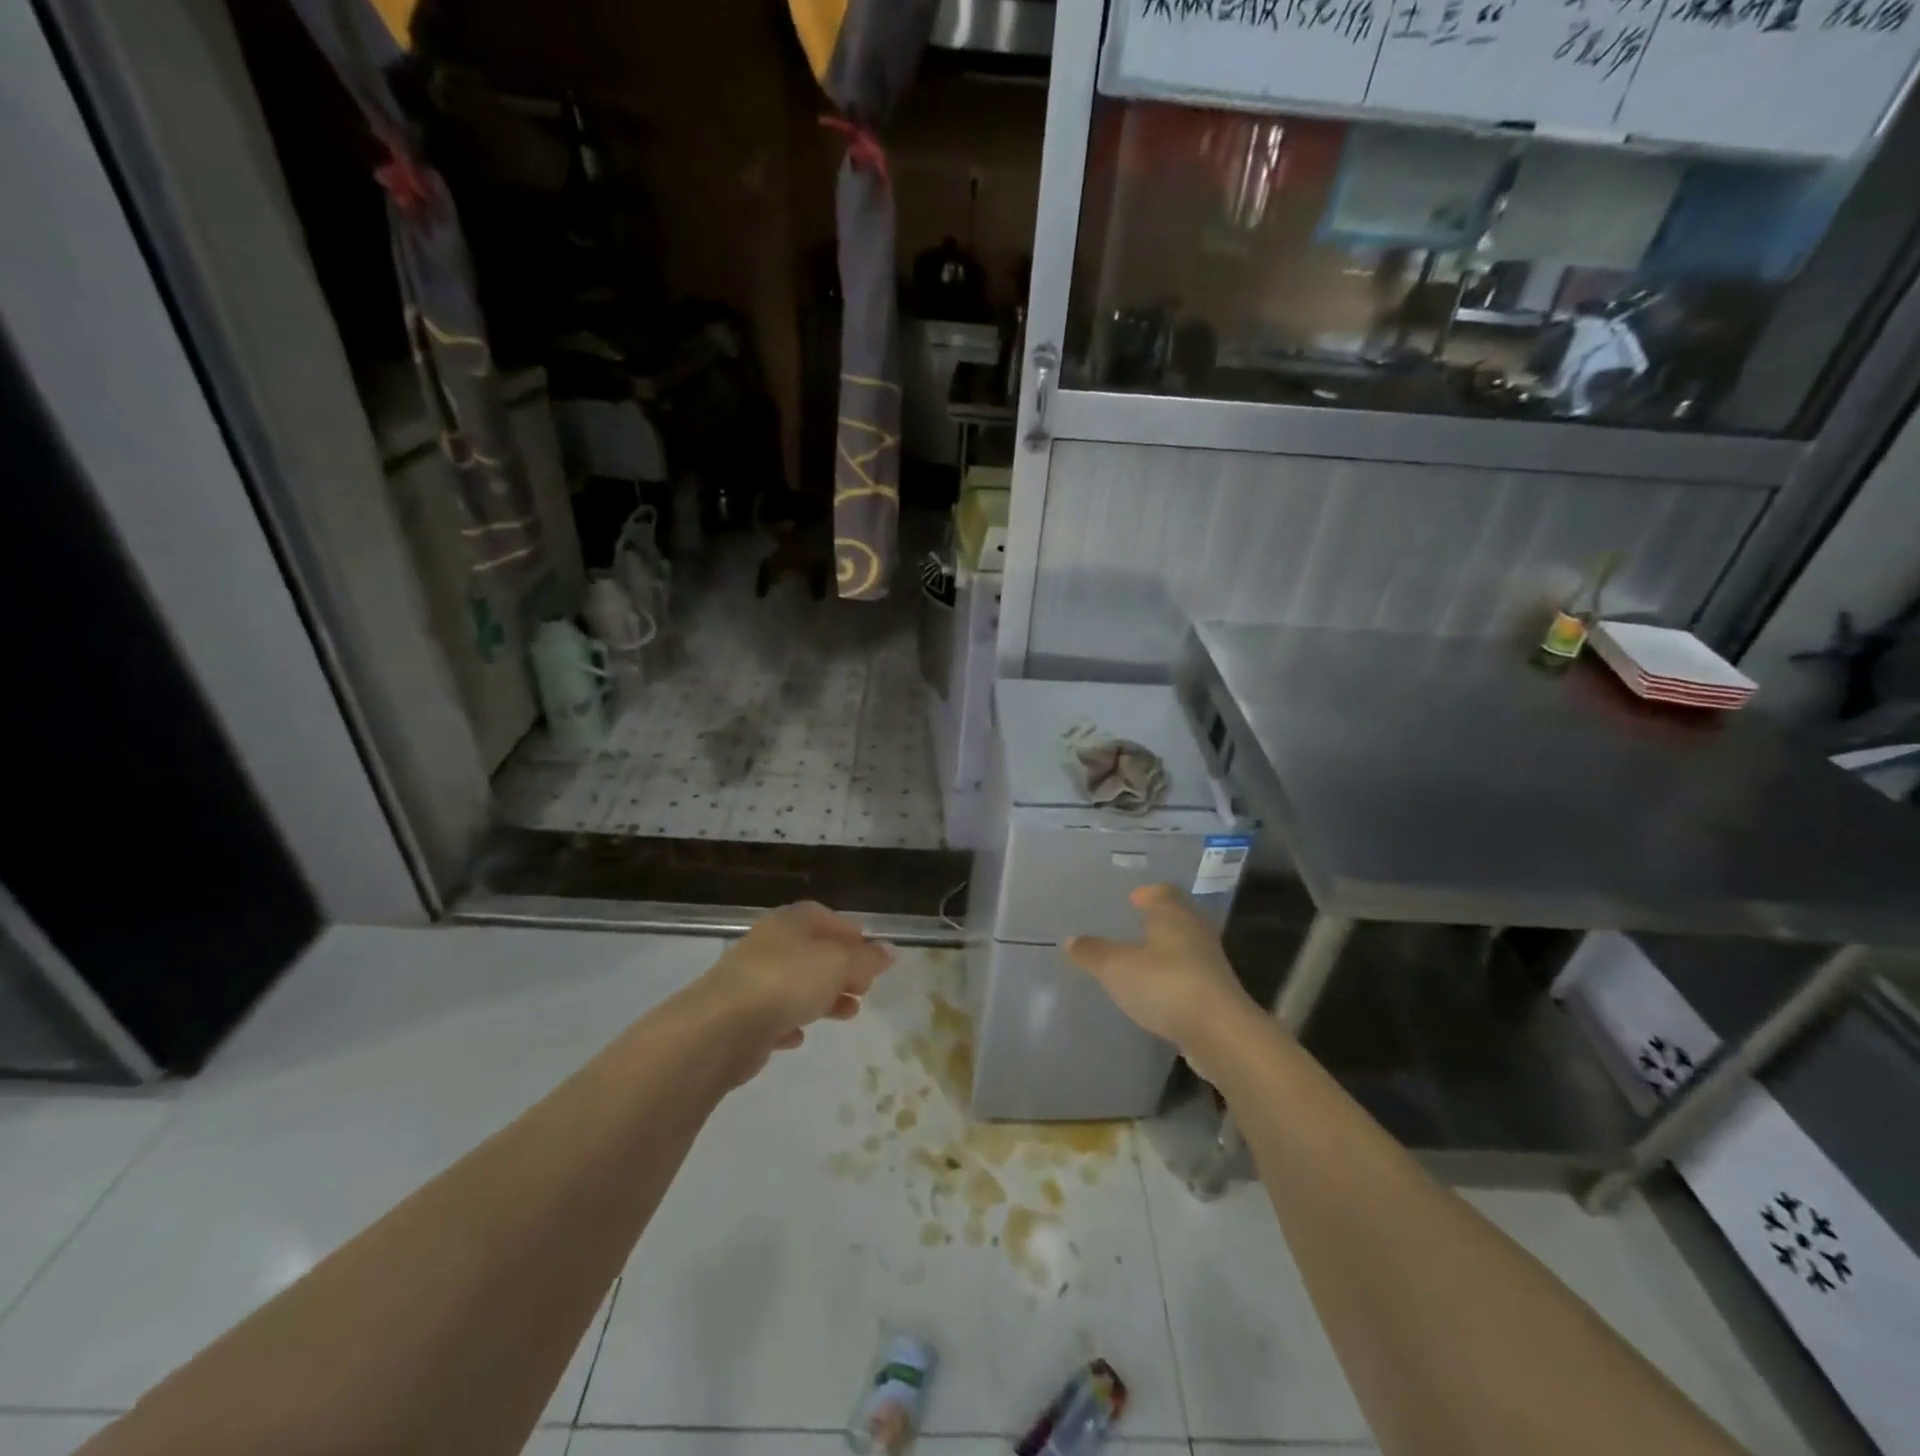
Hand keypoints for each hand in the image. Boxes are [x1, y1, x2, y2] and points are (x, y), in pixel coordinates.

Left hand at [689, 901, 893, 1080]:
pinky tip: (801, 1036)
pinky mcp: (738, 1016)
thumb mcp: (839, 966)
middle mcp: (768, 945)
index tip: (869, 952)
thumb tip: (890, 951)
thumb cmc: (788, 981)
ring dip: (822, 997)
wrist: (722, 1028)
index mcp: (789, 922)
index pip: (822, 916)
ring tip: (848, 1014)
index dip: (848, 932)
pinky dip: (790, 1021)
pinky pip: (772, 1015)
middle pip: (810, 952)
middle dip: (840, 969)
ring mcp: (750, 980)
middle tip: (865, 987)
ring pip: (794, 984)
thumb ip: (867, 960)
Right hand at [1065, 885, 1253, 1057]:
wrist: (1219, 1032)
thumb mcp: (1116, 968)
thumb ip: (1092, 952)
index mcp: (1173, 915)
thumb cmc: (1165, 984)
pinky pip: (1189, 974)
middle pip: (1176, 916)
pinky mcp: (1216, 992)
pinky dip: (1173, 976)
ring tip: (1139, 961)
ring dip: (1165, 950)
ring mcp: (1209, 963)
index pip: (1163, 892)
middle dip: (1155, 920)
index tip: (1132, 900)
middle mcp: (1195, 931)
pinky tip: (1156, 991)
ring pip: (1183, 946)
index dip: (1147, 893)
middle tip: (1131, 927)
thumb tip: (1072, 940)